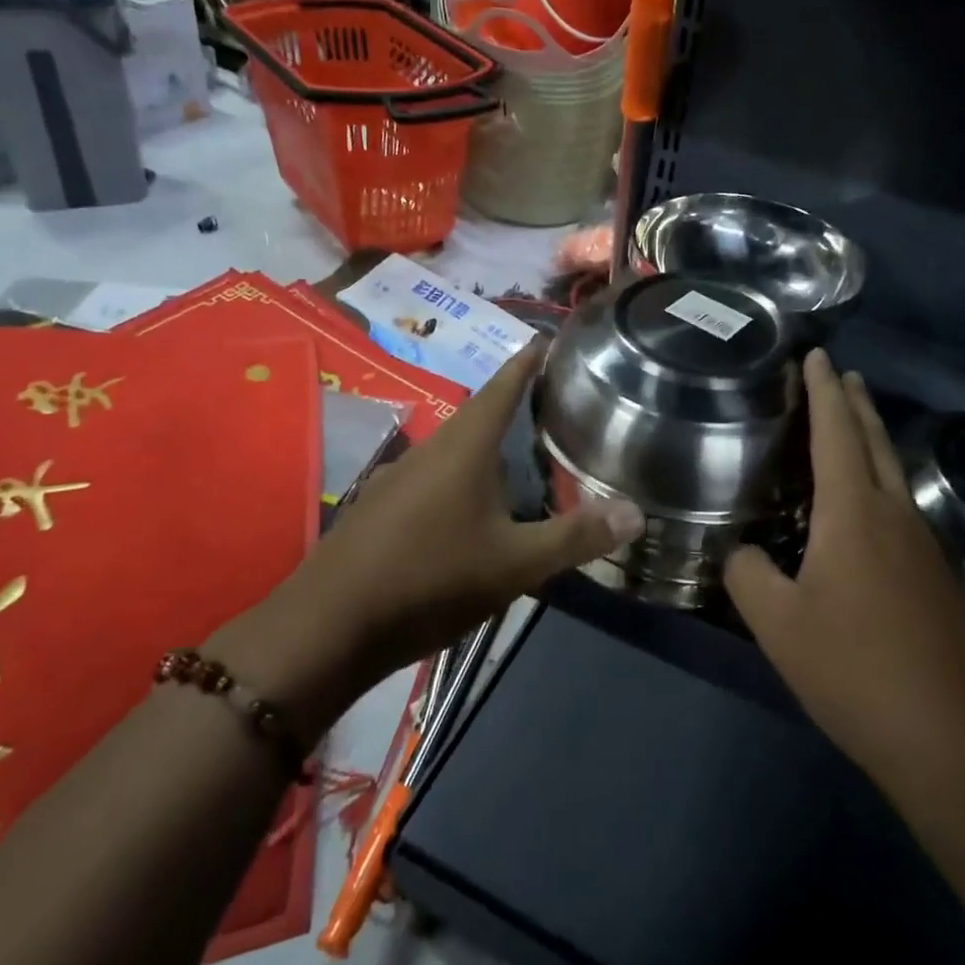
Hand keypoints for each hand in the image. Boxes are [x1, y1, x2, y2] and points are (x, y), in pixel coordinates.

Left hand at [214, 342, 644, 734]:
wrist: (326, 628)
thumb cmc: (429, 580)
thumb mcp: (514, 564)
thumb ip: (576, 537)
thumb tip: (637, 512)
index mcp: (465, 445)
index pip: (504, 384)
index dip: (528, 359)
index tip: (549, 336)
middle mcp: (431, 448)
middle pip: (479, 411)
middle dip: (515, 400)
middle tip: (555, 398)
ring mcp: (399, 476)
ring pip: (455, 445)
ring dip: (489, 440)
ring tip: (524, 448)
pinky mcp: (381, 506)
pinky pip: (434, 473)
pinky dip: (464, 472)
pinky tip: (475, 502)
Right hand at [725, 351, 964, 782]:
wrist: (952, 737)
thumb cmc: (855, 668)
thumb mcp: (779, 624)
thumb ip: (749, 576)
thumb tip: (742, 554)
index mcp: (853, 512)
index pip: (835, 432)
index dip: (823, 390)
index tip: (818, 355)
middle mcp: (894, 514)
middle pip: (874, 441)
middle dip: (855, 403)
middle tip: (842, 373)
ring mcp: (924, 545)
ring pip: (894, 474)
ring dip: (872, 440)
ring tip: (852, 426)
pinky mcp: (937, 578)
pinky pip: (902, 508)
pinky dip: (880, 483)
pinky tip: (869, 508)